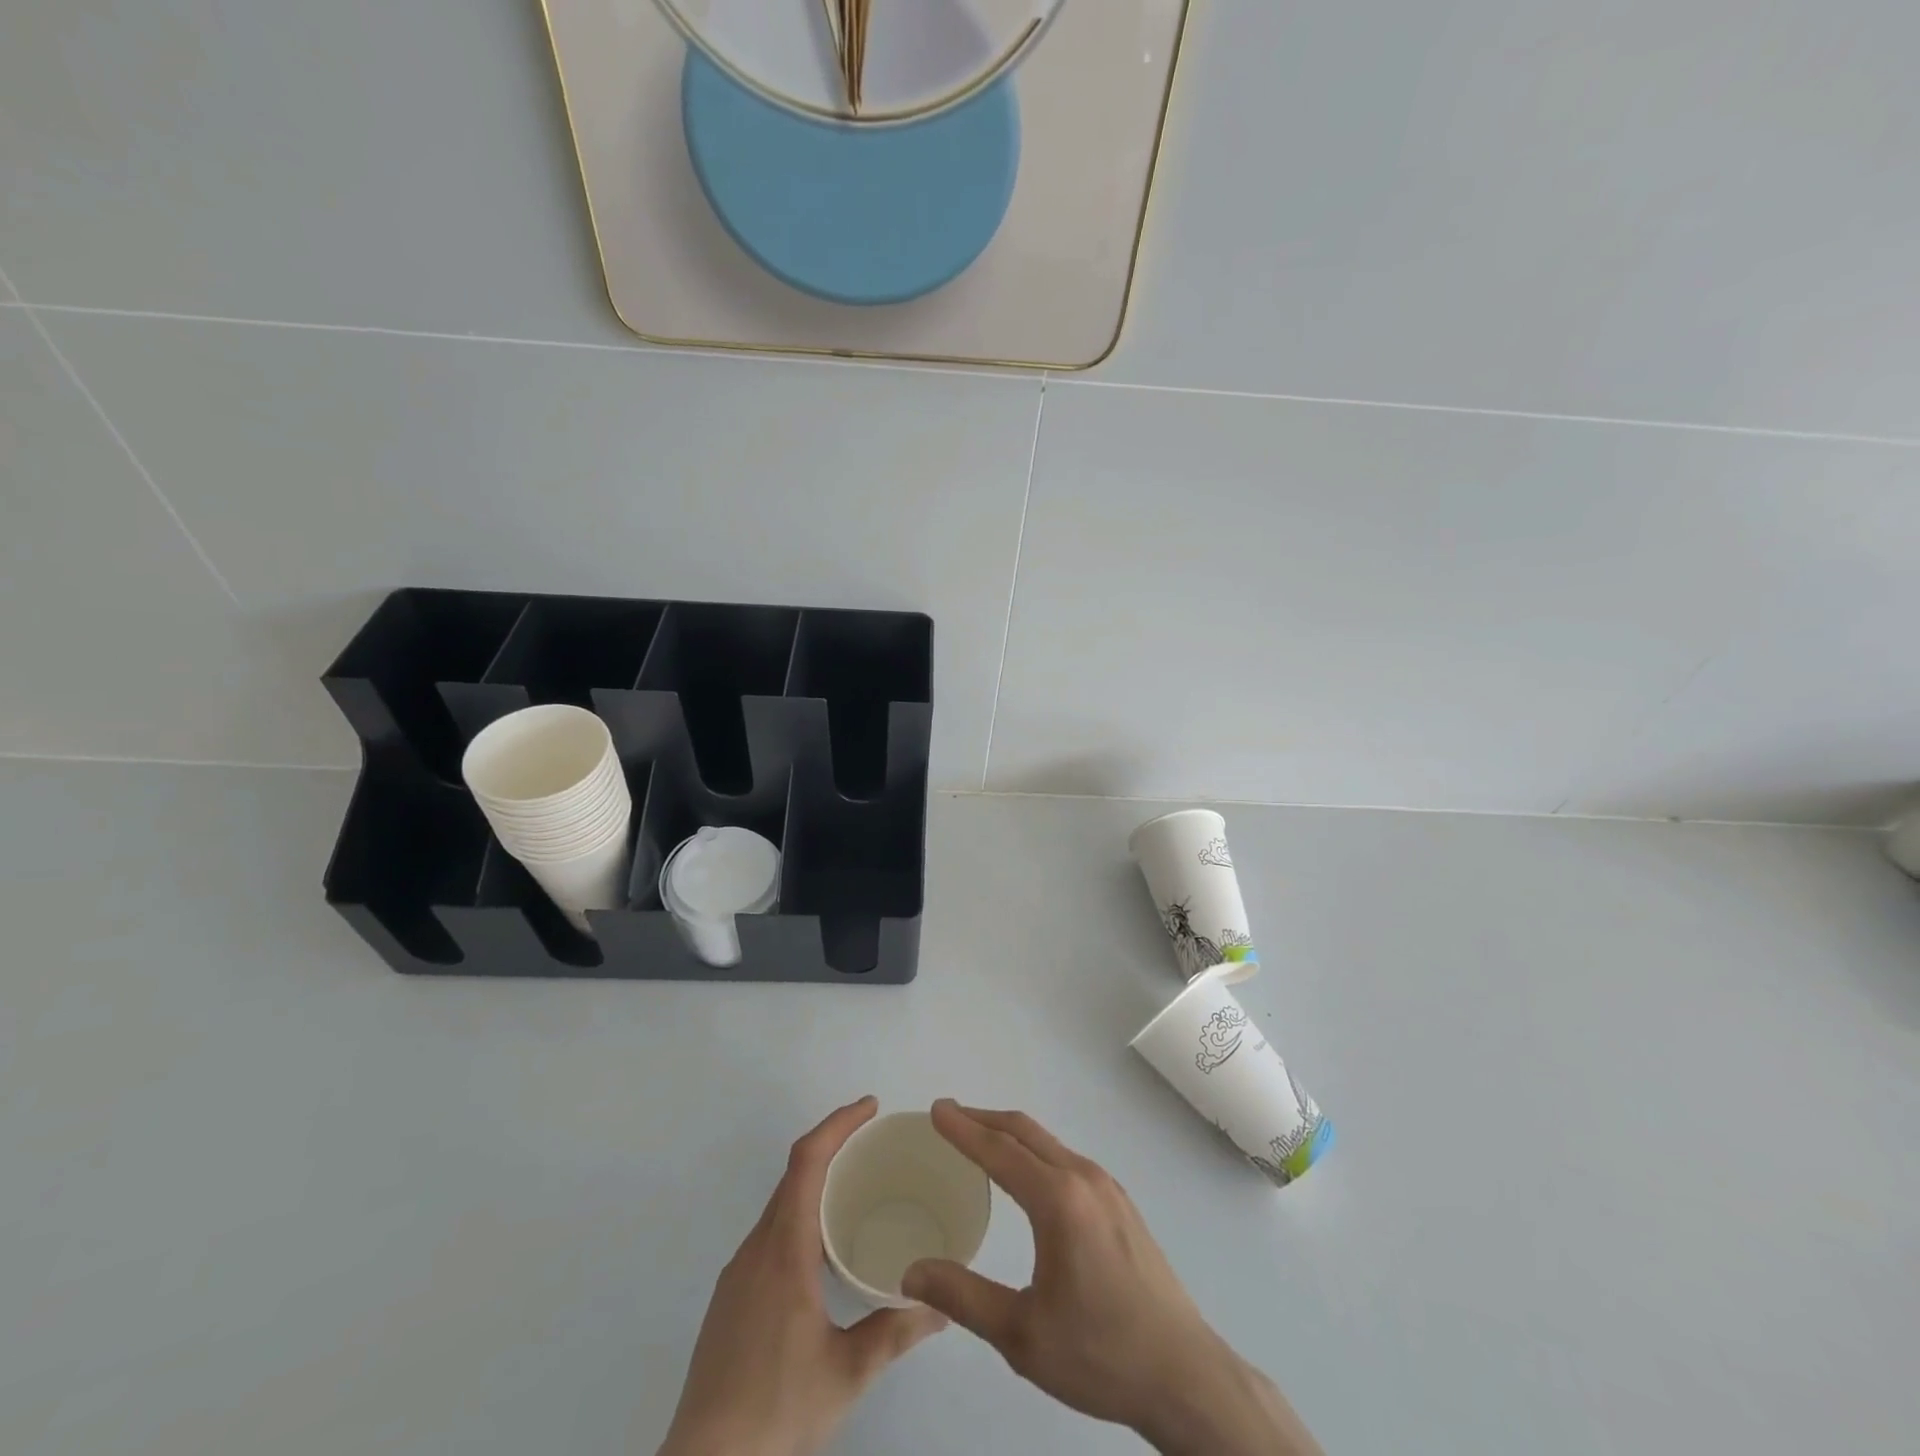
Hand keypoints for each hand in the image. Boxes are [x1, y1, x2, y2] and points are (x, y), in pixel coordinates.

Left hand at [658, 1097, 947, 1455]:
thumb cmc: (776, 1411)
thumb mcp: (847, 1373)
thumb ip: (895, 1332)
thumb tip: (941, 1306)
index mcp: (784, 1250)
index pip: (807, 1161)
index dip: (838, 1123)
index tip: (870, 1107)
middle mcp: (757, 1248)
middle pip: (793, 1173)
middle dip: (833, 1144)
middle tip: (875, 1142)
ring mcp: (738, 1272)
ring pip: (780, 1203)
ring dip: (816, 1181)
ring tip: (856, 1189)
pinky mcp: (731, 1297)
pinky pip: (770, 1232)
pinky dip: (801, 1214)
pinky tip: (823, 1249)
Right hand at [901, 1101, 1320, 1455]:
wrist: (1184, 1375)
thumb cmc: (1099, 1354)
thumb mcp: (1021, 1334)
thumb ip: (963, 1297)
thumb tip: (910, 1274)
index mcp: (1059, 1200)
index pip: (999, 1150)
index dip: (963, 1129)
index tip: (936, 1110)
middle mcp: (1084, 1178)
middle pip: (1025, 1132)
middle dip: (984, 1119)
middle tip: (949, 1116)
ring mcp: (1107, 1188)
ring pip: (1049, 1143)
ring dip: (1010, 1133)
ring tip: (980, 1140)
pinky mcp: (1121, 1204)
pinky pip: (1066, 1159)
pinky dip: (1035, 1151)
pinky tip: (1027, 1174)